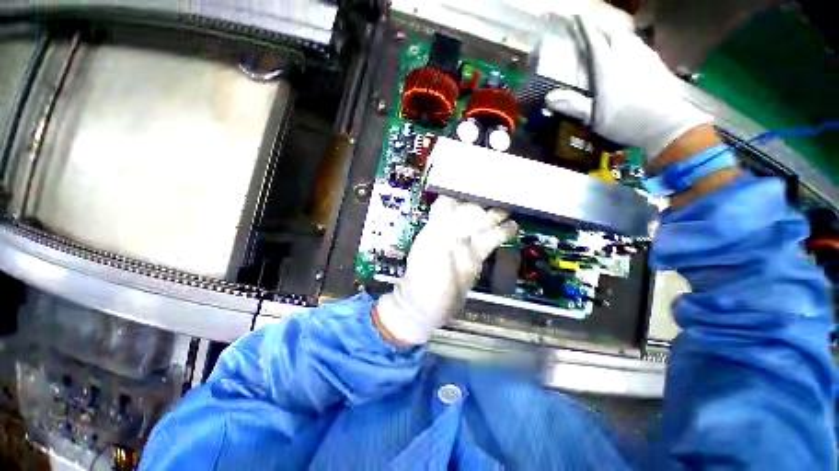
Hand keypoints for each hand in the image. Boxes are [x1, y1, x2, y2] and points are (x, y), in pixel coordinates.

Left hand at [375, 196, 517, 345]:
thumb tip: (462, 206)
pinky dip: (501, 233)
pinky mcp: (474, 258)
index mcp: (436, 227)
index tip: (478, 185)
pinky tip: (513, 227)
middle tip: (500, 193)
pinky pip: (489, 241)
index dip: (462, 193)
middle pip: (469, 211)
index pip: (449, 201)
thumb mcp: (432, 248)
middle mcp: (450, 232)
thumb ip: (445, 225)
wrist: (427, 306)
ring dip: (494, 216)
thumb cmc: (426, 277)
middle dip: (483, 202)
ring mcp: (464, 245)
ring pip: (482, 224)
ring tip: (509, 207)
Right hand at [545, 17, 711, 160]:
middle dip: (600, 28)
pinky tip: (630, 52)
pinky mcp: (657, 64)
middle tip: (590, 29)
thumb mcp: (594, 118)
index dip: (583, 28)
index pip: (594, 41)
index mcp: (608, 68)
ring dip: (616, 35)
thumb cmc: (626, 122)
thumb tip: (548, 98)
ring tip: (609, 39)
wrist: (667, 125)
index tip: (575, 17)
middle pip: (613, 33)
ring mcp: (645, 58)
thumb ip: (573, 105)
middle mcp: (627, 56)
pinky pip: (640, 46)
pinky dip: (630, 44)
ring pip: (628, 37)